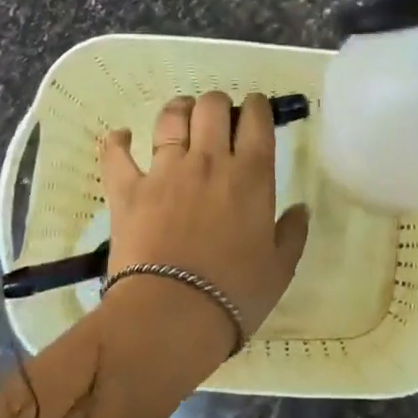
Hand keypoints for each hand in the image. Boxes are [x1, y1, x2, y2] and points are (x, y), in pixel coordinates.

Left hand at [100, 92, 310, 335]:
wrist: (172, 314)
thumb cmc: (236, 293)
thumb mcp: (280, 268)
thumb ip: (293, 233)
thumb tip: (300, 208)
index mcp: (251, 175)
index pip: (256, 119)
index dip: (256, 106)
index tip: (255, 110)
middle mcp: (208, 161)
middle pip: (212, 106)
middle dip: (217, 103)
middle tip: (218, 119)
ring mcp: (164, 171)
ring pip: (169, 118)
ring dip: (177, 109)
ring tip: (180, 115)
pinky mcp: (127, 189)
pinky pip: (116, 153)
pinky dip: (117, 141)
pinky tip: (120, 137)